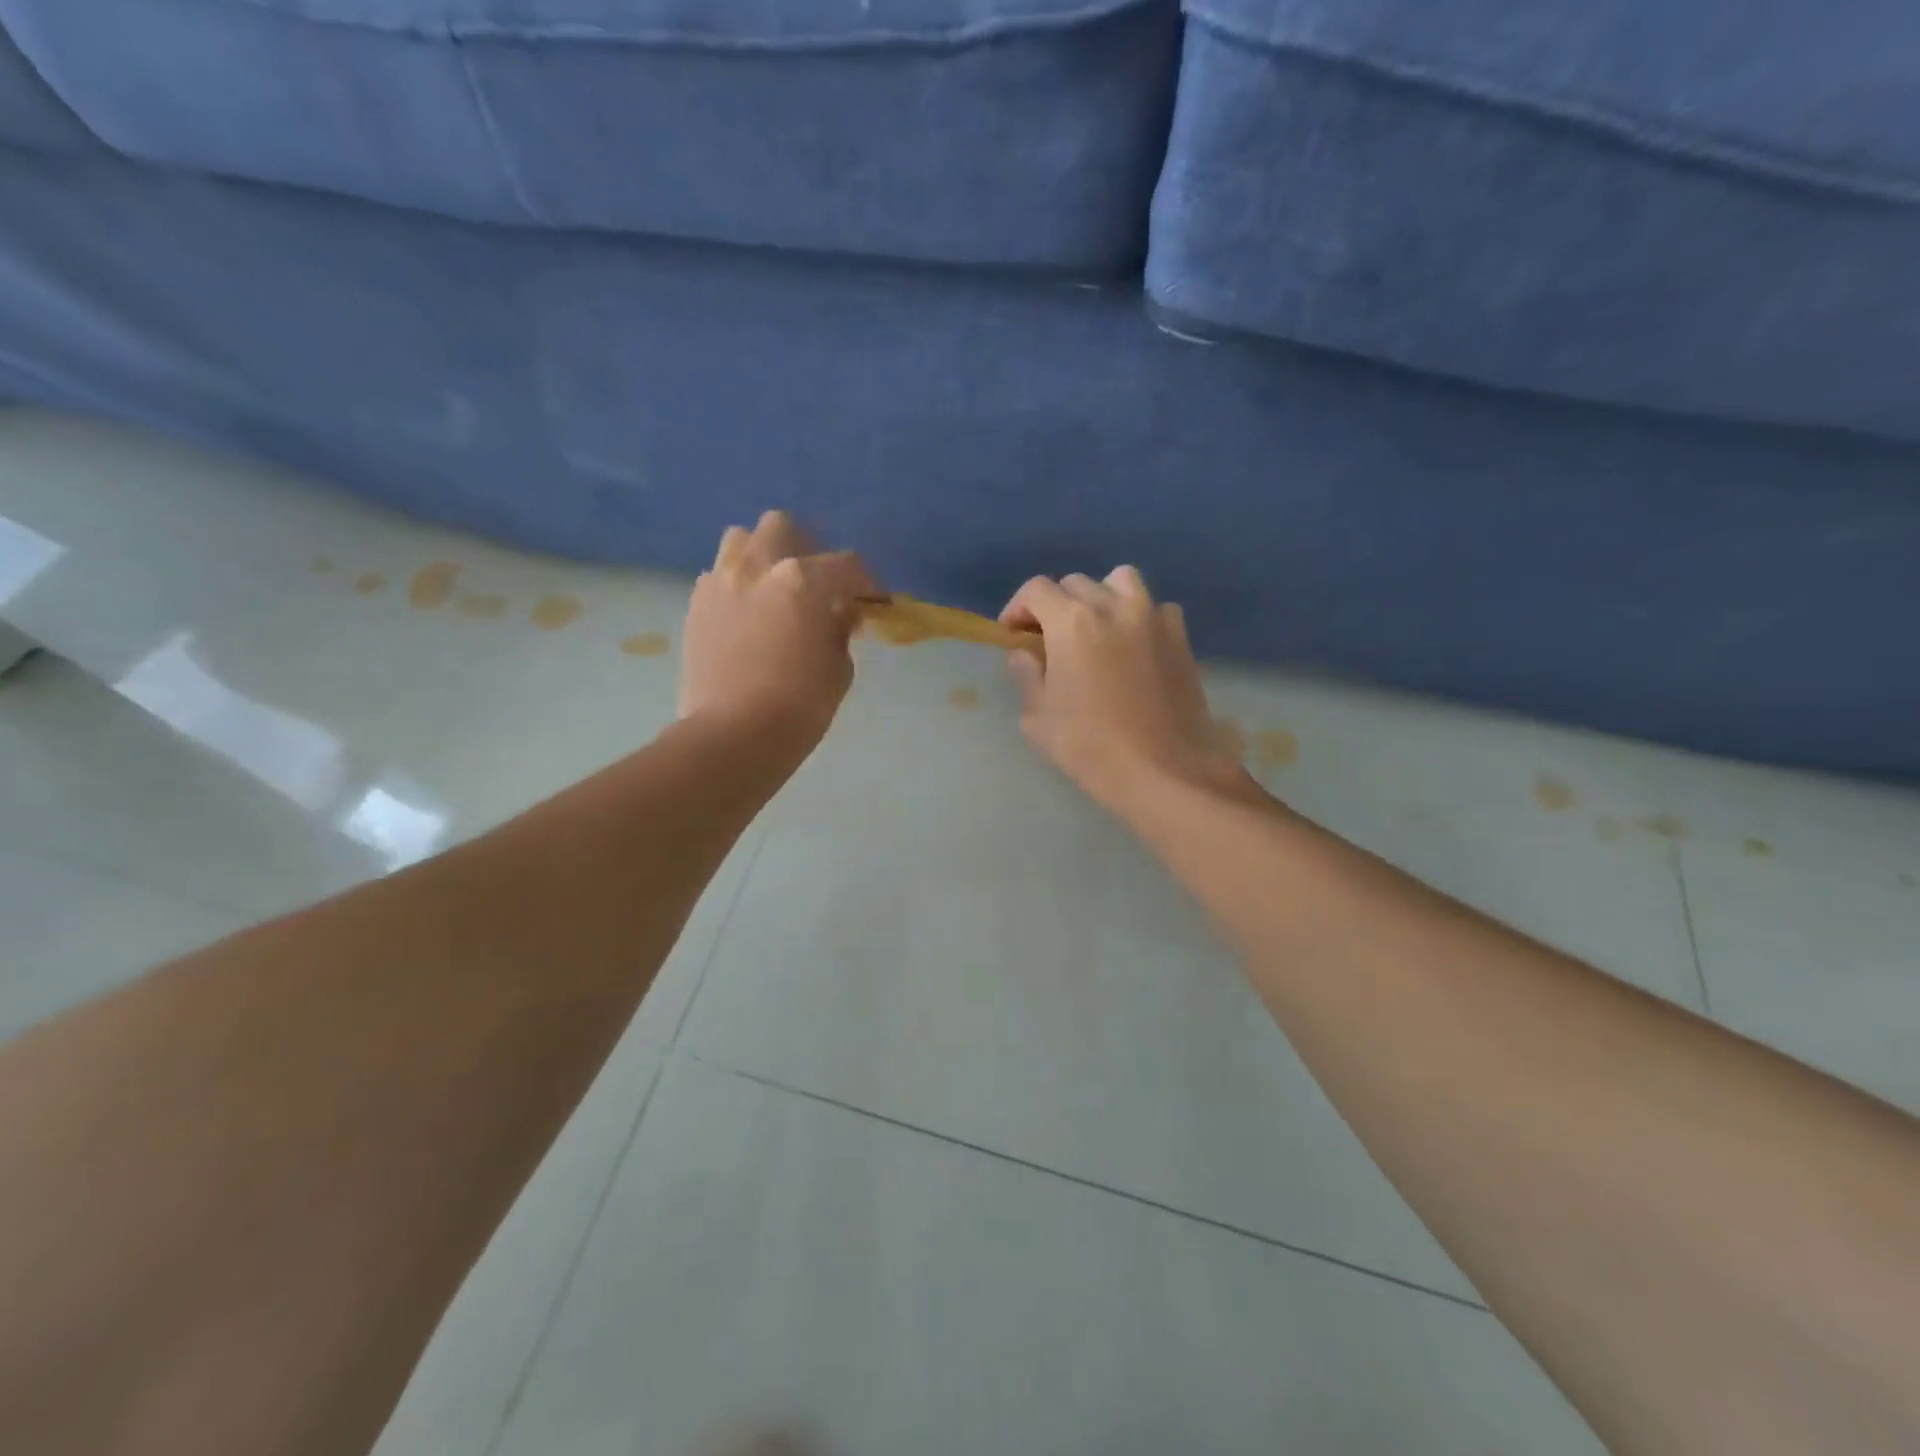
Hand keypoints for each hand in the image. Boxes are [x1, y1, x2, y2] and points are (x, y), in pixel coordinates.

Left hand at [680, 512, 875, 743]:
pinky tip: (746, 616)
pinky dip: (737, 586)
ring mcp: (720, 582)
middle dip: (805, 548)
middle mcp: (758, 567)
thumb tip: (838, 615)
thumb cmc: (800, 706)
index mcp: (803, 580)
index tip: (873, 601)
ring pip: (741, 541)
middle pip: (783, 528)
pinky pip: (719, 576)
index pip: (846, 565)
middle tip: (816, 583)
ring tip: (774, 590)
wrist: (732, 736)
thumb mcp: (839, 668)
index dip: (866, 582)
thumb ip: (840, 630)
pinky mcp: (695, 605)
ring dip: (763, 557)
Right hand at [1000, 568, 1250, 812]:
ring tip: (1095, 630)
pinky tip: (1133, 646)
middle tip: (1049, 639)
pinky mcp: (1181, 638)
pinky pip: (1156, 608)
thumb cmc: (1090, 747)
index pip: (1036, 589)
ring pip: (1121, 582)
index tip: (1013, 634)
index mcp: (1072, 622)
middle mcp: (1113, 607)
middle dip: (1055, 605)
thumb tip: (1023, 654)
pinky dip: (1139, 616)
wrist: (1163, 771)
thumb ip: (1027, 676)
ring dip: (1100, 597)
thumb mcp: (1039, 718)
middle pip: (1076, 583)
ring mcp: (1153, 618)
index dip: (1018, 608)